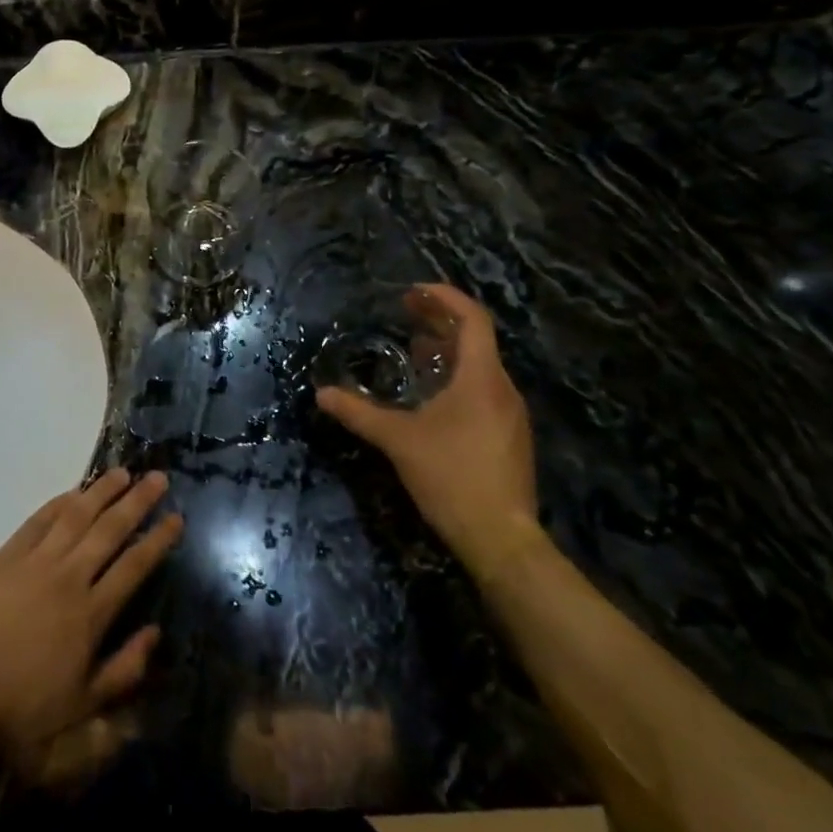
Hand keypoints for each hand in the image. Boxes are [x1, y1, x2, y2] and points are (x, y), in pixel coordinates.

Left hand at [0, 469, 181, 768]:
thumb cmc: (23, 709)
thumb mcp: (83, 706)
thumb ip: (124, 670)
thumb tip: (155, 634)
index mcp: (91, 614)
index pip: (134, 566)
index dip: (157, 540)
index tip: (176, 517)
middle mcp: (68, 578)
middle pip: (110, 530)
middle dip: (137, 502)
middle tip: (158, 478)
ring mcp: (34, 564)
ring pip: (75, 516)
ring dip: (101, 492)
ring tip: (122, 473)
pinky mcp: (4, 558)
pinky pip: (37, 522)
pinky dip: (58, 503)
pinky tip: (73, 492)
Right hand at [317, 284, 540, 579]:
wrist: (501, 539)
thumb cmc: (451, 477)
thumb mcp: (398, 441)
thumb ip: (359, 413)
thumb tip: (322, 394)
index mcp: (481, 378)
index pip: (472, 319)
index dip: (444, 298)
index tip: (412, 292)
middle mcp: (502, 388)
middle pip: (476, 339)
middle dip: (440, 320)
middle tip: (405, 313)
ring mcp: (510, 414)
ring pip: (480, 366)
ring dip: (448, 350)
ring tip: (415, 349)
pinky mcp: (509, 436)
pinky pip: (484, 389)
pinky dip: (457, 377)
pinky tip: (432, 395)